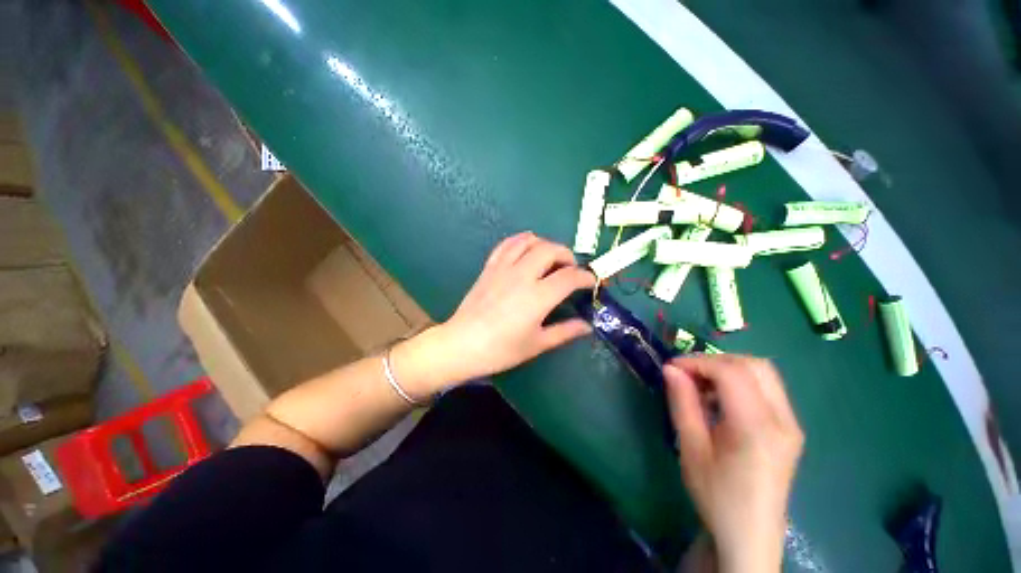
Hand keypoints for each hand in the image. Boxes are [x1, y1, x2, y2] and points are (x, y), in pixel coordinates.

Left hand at [396, 233, 595, 394]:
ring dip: (546, 244)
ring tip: (550, 258)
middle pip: (551, 250)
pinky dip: (521, 241)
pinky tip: (526, 248)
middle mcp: (523, 275)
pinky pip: (507, 244)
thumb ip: (565, 331)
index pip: (569, 277)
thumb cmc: (501, 349)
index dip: (585, 277)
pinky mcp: (490, 267)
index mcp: (538, 296)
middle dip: (567, 255)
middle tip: (571, 269)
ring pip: (529, 241)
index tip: (591, 282)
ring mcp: (504, 268)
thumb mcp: (537, 343)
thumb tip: (587, 326)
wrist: (463, 344)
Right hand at [664, 355, 803, 572]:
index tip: (672, 367)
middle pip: (754, 365)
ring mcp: (791, 424)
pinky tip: (720, 401)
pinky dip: (740, 382)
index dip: (698, 362)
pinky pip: (767, 389)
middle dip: (715, 361)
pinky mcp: (789, 429)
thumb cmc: (716, 495)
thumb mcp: (691, 448)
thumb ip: (682, 403)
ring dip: (728, 369)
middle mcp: (783, 420)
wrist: (749, 536)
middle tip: (687, 373)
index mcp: (757, 428)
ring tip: (701, 385)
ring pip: (763, 373)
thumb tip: (670, 369)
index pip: (732, 373)